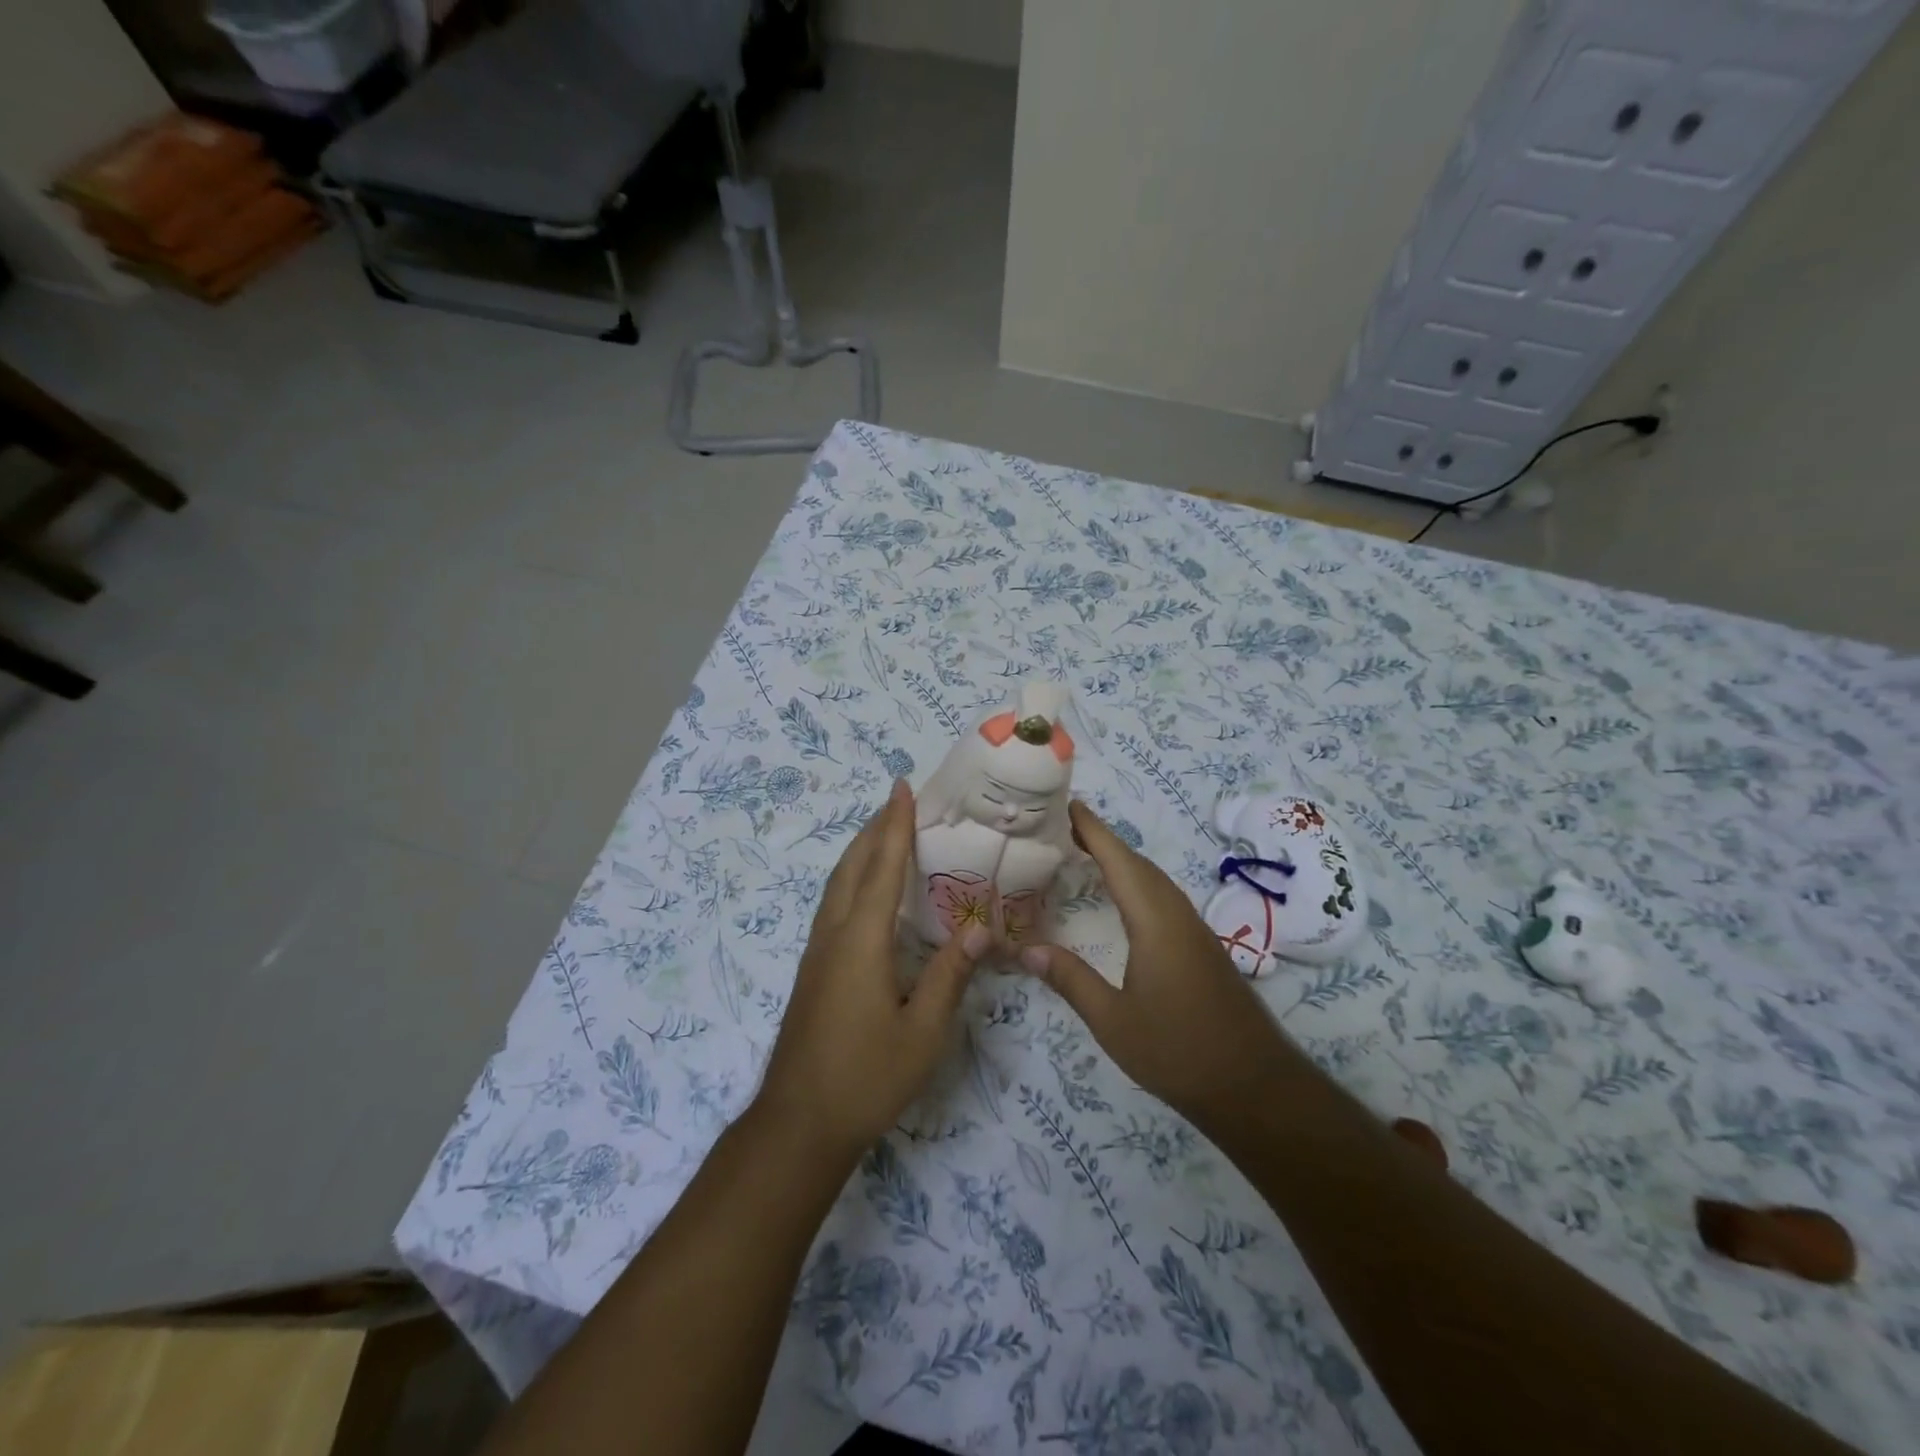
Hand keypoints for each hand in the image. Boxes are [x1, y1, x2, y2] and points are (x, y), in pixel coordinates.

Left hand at [756, 779, 987, 1160]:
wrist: (798, 1125)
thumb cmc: (866, 1078)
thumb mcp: (922, 1032)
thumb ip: (951, 976)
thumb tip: (980, 927)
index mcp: (861, 941)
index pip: (881, 869)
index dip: (894, 825)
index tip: (901, 788)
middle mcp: (833, 936)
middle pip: (851, 867)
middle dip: (873, 830)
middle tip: (897, 801)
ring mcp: (817, 954)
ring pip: (836, 886)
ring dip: (859, 853)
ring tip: (882, 834)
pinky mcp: (812, 972)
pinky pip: (833, 906)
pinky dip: (851, 880)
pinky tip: (865, 894)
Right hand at [1018, 801, 1293, 1126]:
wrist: (1254, 1086)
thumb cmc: (1178, 1051)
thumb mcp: (1112, 1021)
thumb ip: (1070, 980)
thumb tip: (1025, 950)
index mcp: (1155, 922)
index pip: (1120, 862)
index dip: (1094, 831)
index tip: (1069, 805)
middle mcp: (1177, 916)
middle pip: (1139, 865)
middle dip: (1104, 840)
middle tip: (1066, 827)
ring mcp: (1195, 931)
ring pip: (1155, 881)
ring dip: (1123, 861)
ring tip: (1088, 855)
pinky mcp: (1203, 949)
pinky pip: (1165, 899)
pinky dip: (1139, 884)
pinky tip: (1125, 901)